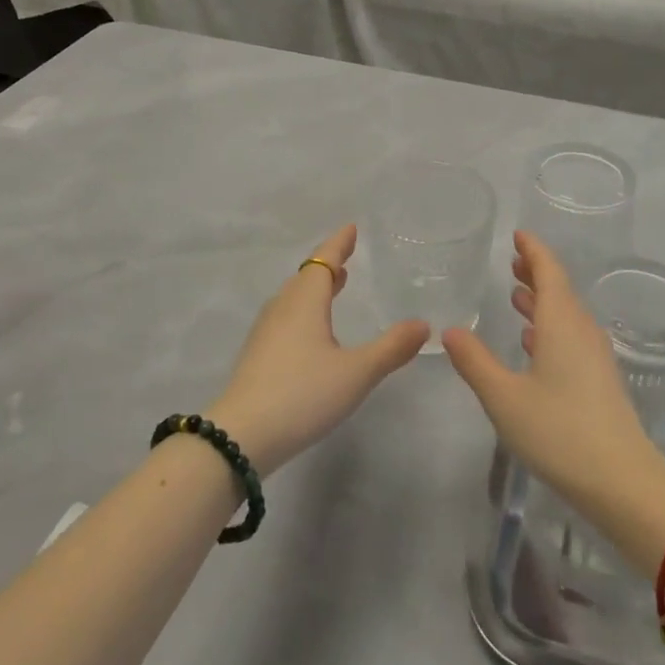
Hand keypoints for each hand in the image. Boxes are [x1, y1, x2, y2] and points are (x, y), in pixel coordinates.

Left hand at [208, 225, 429, 474]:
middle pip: (305, 277)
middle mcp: (282, 308)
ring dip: (313, 287)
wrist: (240, 437)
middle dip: (327, 266)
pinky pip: (285, 317)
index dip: (339, 244)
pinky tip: (311, 332)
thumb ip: (392, 348)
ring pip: (293, 298)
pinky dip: (303, 310)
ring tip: (333, 288)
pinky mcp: (257, 356)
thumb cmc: (303, 394)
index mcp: (305, 302)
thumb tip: (423, 324)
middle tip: (346, 259)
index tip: (351, 228)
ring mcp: (265, 332)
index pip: (323, 261)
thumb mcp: (357, 373)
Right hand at [444, 232, 664, 515]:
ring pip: (566, 315)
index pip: (549, 272)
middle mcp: (581, 331)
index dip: (533, 251)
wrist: (622, 481)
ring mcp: (594, 357)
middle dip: (537, 273)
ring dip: (543, 301)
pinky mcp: (599, 381)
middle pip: (560, 290)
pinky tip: (534, 343)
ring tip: (518, 295)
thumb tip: (451, 331)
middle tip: (513, 261)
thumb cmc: (559, 432)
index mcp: (561, 324)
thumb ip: (475, 362)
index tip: (518, 235)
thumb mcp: (504, 397)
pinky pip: (572, 337)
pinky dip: (550, 327)